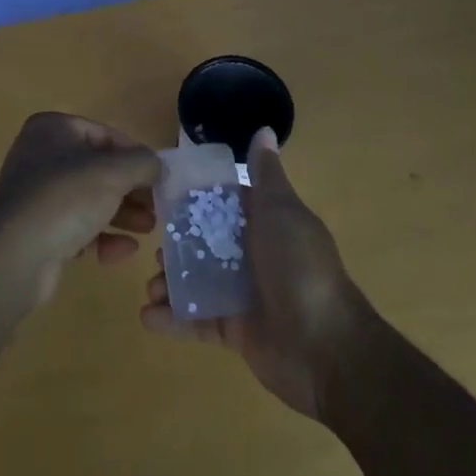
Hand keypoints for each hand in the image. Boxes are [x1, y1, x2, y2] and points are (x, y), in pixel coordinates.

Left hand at [0, 112, 162, 305]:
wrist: (15, 255)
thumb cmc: (65, 197)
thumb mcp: (113, 172)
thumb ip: (142, 163)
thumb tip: (158, 166)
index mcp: (53, 129)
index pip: (105, 135)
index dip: (136, 156)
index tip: (160, 178)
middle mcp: (41, 156)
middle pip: (99, 169)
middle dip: (131, 190)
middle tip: (157, 208)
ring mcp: (37, 195)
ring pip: (90, 199)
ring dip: (122, 214)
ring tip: (148, 230)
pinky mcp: (38, 230)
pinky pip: (77, 228)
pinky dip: (101, 237)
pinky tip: (123, 252)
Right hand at [139, 128, 369, 418]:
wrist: (326, 348)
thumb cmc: (300, 267)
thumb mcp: (281, 211)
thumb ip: (265, 173)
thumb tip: (265, 128)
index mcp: (265, 223)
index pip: (223, 205)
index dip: (194, 201)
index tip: (161, 196)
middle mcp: (253, 255)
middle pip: (204, 244)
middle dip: (176, 246)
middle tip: (154, 250)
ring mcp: (243, 295)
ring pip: (196, 282)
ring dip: (170, 283)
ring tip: (151, 287)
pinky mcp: (234, 331)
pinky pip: (197, 322)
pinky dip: (172, 320)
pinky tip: (148, 316)